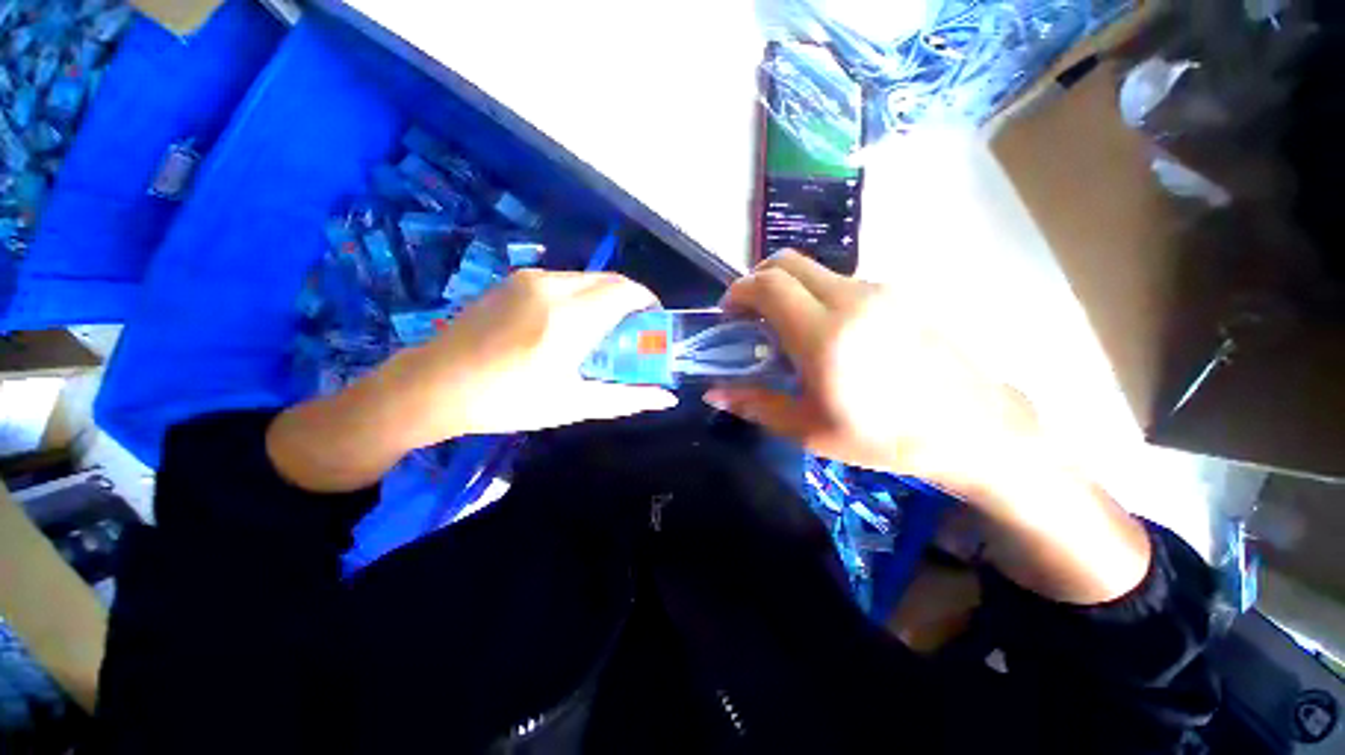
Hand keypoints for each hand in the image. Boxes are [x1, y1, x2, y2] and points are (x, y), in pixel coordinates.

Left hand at [383, 270, 677, 447]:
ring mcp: (529, 278)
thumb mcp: (572, 404)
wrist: (432, 385)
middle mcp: (552, 286)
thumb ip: (626, 398)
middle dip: (629, 301)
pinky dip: (580, 296)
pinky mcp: (513, 280)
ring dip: (604, 298)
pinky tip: (567, 325)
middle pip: (610, 280)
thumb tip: (667, 399)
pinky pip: (562, 280)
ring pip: (587, 278)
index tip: (654, 324)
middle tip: (631, 332)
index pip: (627, 291)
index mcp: (570, 317)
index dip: (649, 303)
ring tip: (599, 332)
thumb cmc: (507, 401)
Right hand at [705, 251, 1027, 492]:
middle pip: (788, 262)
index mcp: (824, 335)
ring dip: (789, 289)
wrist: (974, 429)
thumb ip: (755, 404)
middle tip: (749, 314)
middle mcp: (851, 299)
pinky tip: (827, 333)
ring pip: (816, 271)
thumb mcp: (809, 431)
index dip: (739, 291)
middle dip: (758, 280)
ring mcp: (880, 291)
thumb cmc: (885, 439)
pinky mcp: (899, 295)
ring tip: (787, 328)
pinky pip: (843, 282)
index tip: (728, 313)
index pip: (768, 285)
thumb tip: (712, 393)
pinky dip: (817, 295)